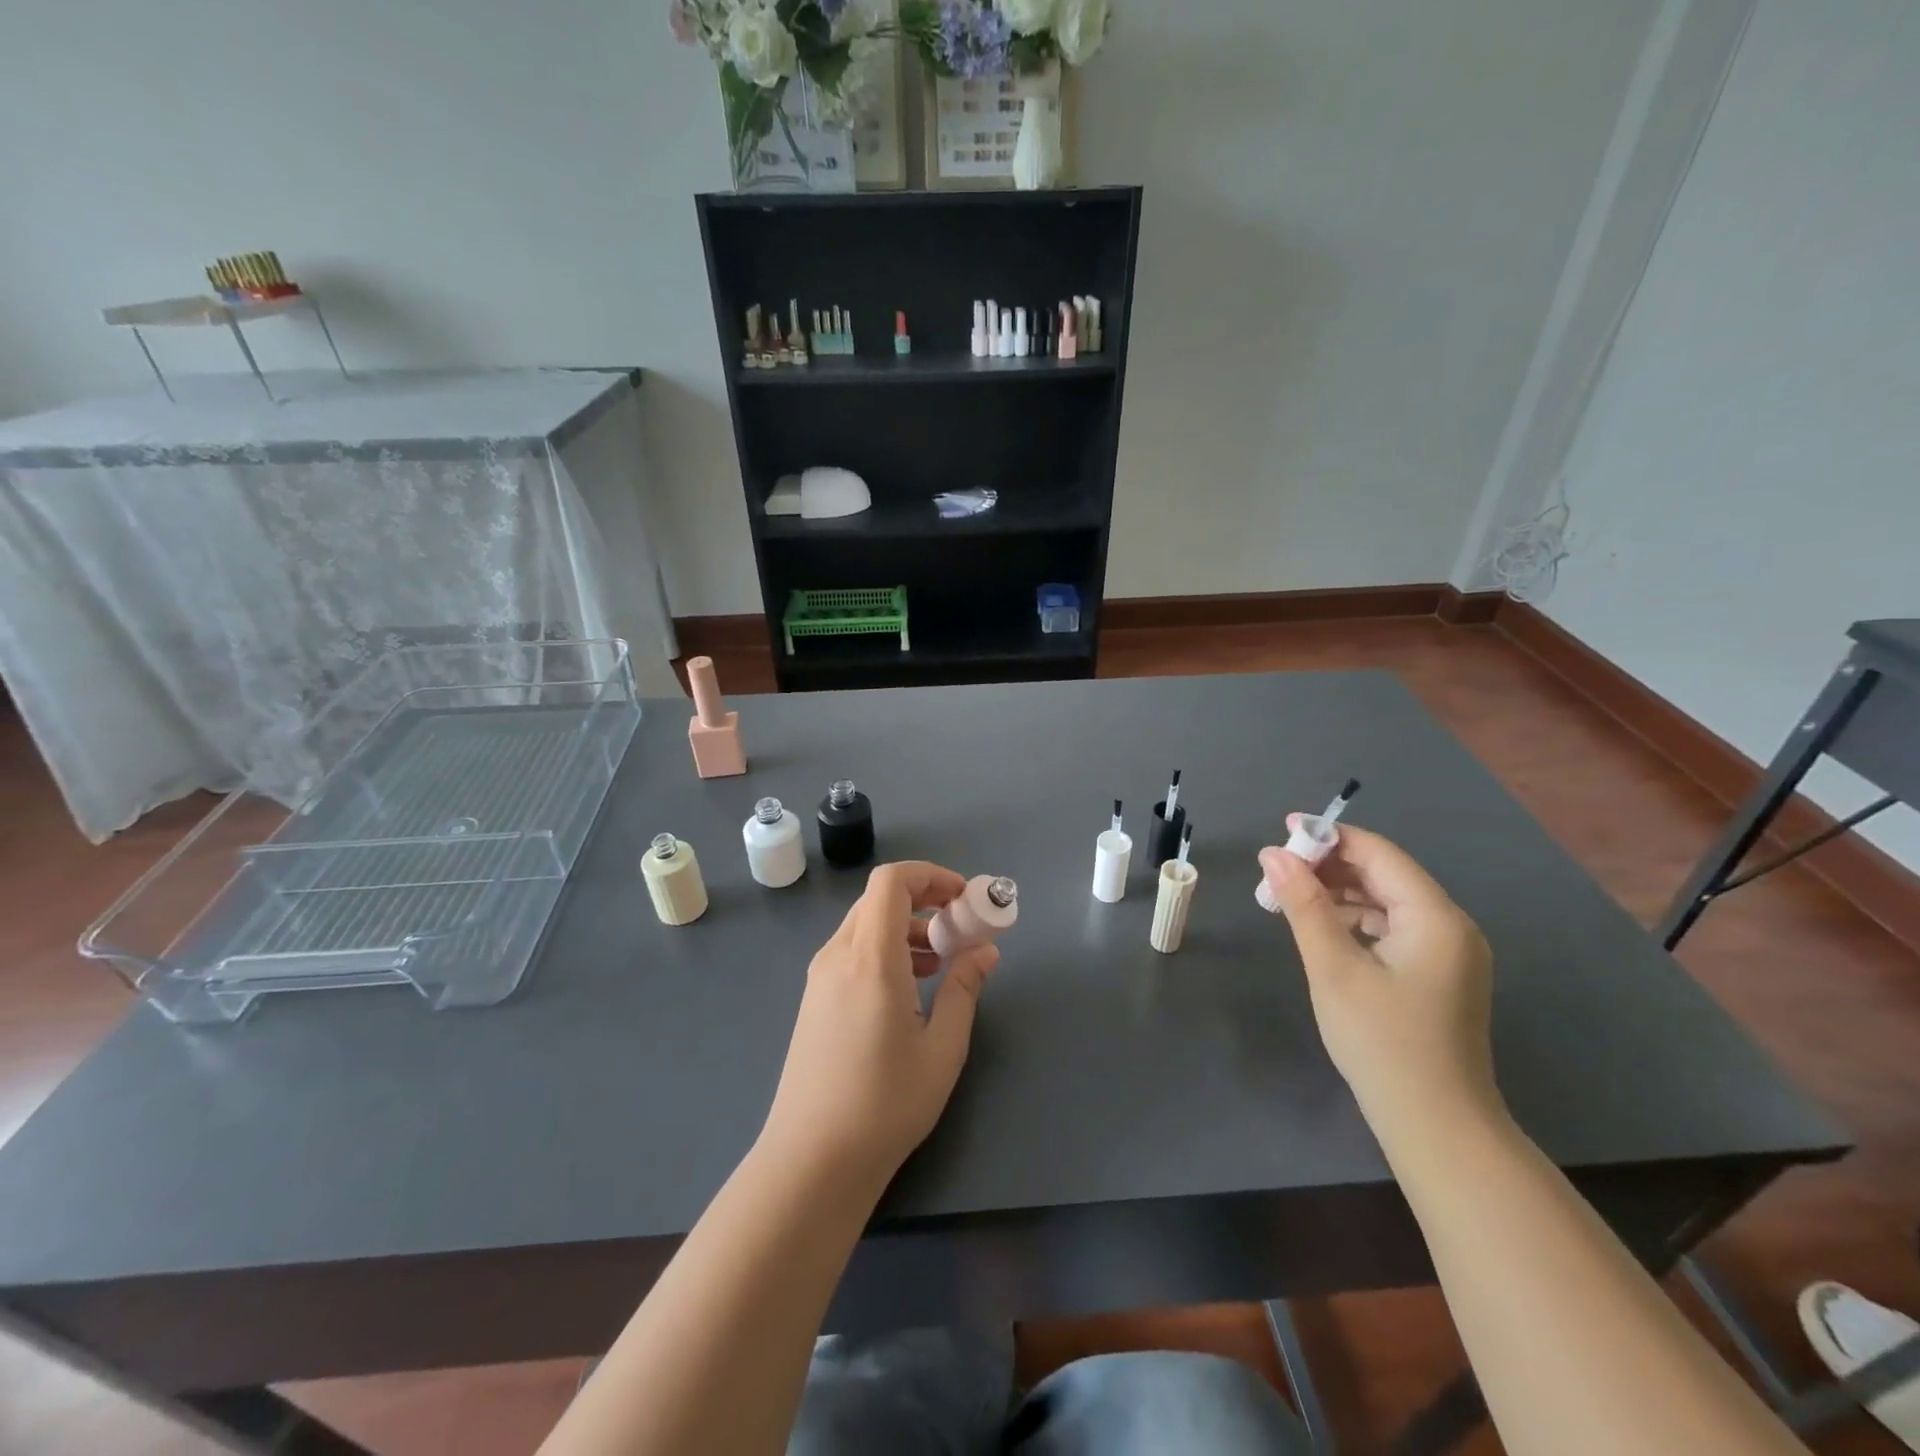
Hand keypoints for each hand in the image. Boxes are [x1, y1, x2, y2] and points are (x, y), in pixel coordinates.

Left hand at [759, 861, 1000, 1188]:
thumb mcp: (942, 1048)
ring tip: (941, 961)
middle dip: (924, 900)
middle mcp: (838, 956)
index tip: (963, 899)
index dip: (930, 875)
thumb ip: (964, 989)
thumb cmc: (885, 1105)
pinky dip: (886, 949)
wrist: (811, 1161)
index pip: (891, 882)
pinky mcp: (815, 999)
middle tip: (959, 928)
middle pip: (879, 899)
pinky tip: (910, 987)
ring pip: (865, 924)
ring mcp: (820, 977)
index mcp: (870, 960)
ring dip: (906, 927)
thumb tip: (986, 950)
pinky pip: (853, 951)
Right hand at [1259, 819, 1501, 1141]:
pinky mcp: (1438, 975)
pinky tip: (1322, 930)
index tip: (1282, 830)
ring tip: (1289, 898)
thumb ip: (1304, 905)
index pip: (1379, 853)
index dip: (1329, 836)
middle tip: (1277, 871)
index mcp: (1434, 917)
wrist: (1436, 1126)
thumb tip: (1274, 855)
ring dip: (1339, 894)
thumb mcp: (1333, 967)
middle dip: (1329, 866)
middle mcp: (1450, 926)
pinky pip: (1393, 928)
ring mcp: (1448, 953)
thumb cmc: (1382, 1042)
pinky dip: (1355, 921)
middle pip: (1384, 874)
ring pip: (1386, 901)